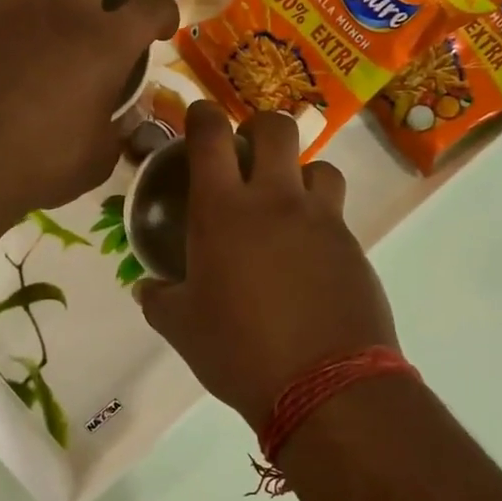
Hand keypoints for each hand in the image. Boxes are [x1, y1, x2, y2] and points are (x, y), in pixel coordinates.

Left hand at [0, 0, 177, 219]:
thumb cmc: (40, 165)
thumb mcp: (98, 159)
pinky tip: (2, 63)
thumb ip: (116, 128)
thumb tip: (121, 117)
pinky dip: (4, 28)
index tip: (158, 29)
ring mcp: (8, 15)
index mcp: (104, 45)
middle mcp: (60, 14)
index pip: (152, 3)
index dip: (164, 10)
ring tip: (48, 2)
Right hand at [137, 102, 397, 430]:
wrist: (325, 385)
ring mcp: (322, 221)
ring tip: (287, 204)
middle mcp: (276, 201)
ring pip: (320, 166)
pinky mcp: (353, 247)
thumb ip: (159, 299)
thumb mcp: (182, 328)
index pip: (211, 136)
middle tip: (247, 153)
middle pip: (277, 128)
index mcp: (224, 211)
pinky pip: (336, 215)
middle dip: (260, 127)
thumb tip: (148, 288)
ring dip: (301, 173)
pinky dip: (320, 221)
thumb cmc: (239, 351)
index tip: (199, 116)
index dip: (203, 115)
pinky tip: (308, 257)